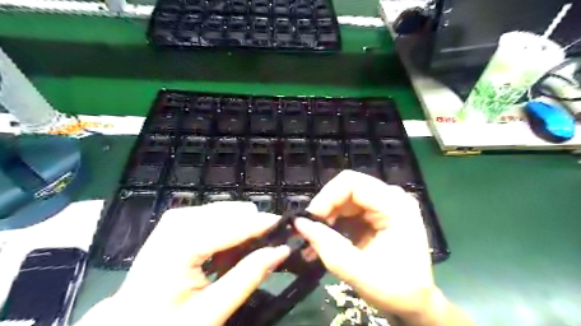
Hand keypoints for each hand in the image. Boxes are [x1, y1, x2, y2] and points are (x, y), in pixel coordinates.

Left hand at [80, 202, 288, 324]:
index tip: (288, 225)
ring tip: (245, 254)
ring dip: (241, 229)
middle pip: (229, 212)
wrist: (129, 324)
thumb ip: (248, 277)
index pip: (233, 226)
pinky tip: (229, 251)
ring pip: (224, 211)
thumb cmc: (167, 324)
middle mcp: (177, 222)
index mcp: (180, 245)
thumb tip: (281, 250)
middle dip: (252, 227)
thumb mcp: (211, 312)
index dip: (263, 225)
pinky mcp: (177, 221)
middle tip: (268, 248)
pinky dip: (228, 230)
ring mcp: (175, 219)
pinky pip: (214, 216)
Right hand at [296, 170, 470, 325]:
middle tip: (310, 230)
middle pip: (347, 188)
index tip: (310, 219)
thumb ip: (328, 246)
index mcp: (396, 206)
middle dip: (325, 207)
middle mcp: (391, 198)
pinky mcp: (376, 213)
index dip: (326, 196)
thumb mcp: (358, 272)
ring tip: (313, 239)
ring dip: (326, 216)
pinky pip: (347, 208)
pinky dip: (333, 222)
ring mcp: (384, 204)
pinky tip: (324, 239)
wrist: (414, 302)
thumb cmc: (395, 290)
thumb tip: (299, 223)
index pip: (352, 183)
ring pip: (344, 198)